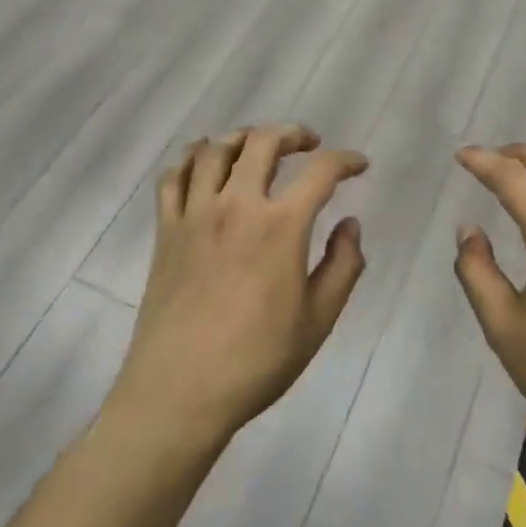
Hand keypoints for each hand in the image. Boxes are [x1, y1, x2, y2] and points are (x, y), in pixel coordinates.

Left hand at [111, 125, 368, 446]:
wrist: (179, 392)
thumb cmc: (257, 360)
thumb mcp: (319, 319)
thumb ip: (343, 264)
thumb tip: (350, 223)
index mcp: (281, 226)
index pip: (321, 172)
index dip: (346, 161)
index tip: (359, 165)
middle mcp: (237, 205)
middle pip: (262, 142)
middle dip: (292, 133)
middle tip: (309, 143)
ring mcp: (195, 214)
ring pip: (214, 150)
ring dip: (242, 137)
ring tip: (258, 147)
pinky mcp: (166, 230)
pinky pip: (173, 177)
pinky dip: (190, 158)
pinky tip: (204, 161)